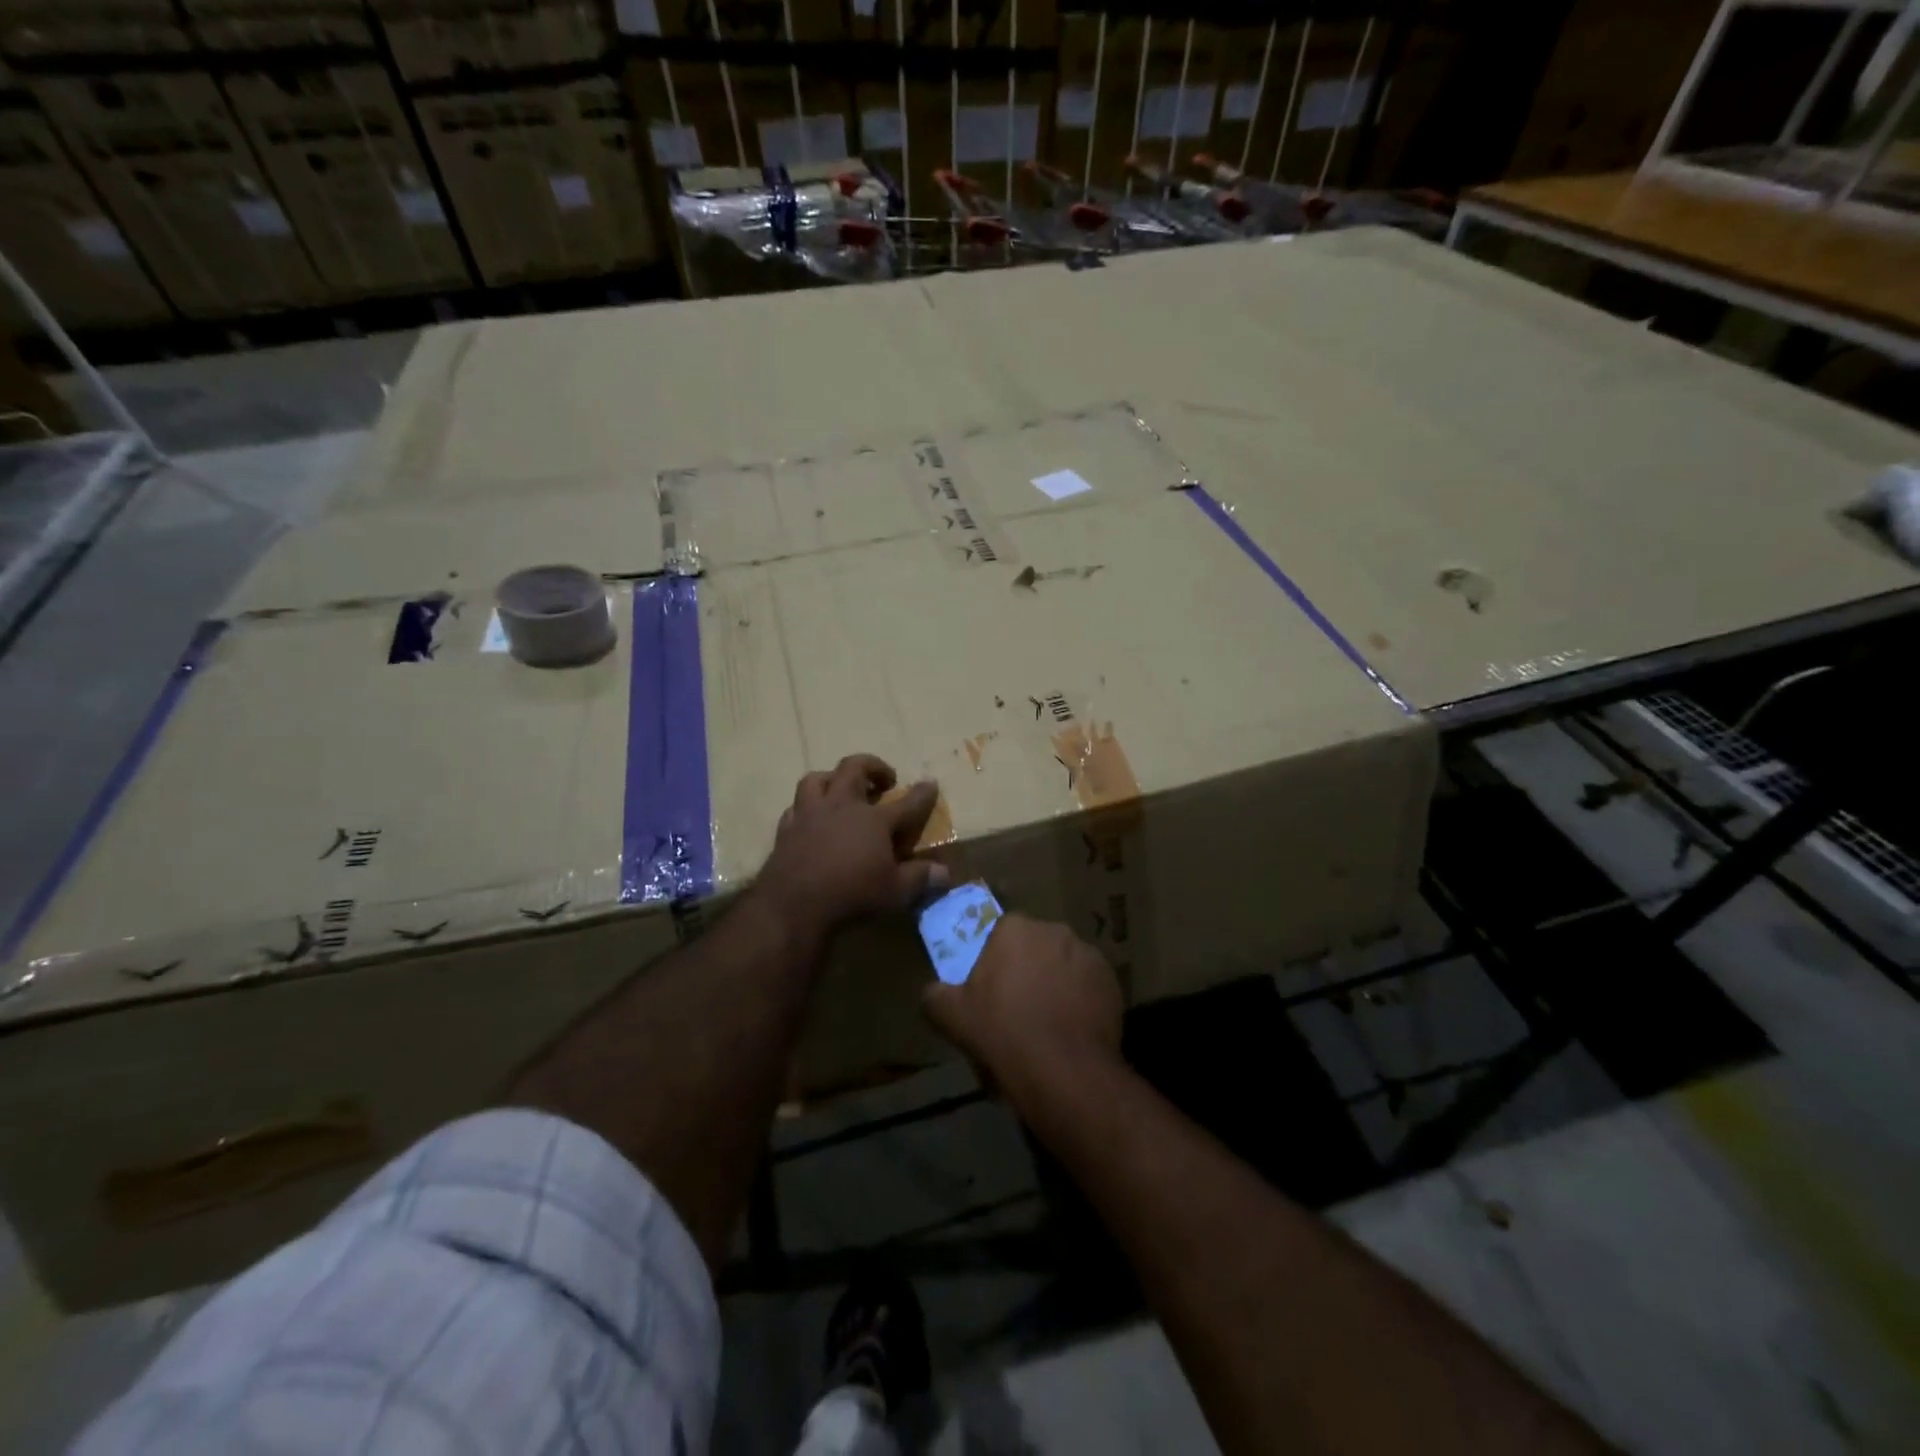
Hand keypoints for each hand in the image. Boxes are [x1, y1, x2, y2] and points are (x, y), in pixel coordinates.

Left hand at [758, 754, 947, 939]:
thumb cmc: (852, 895)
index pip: (906, 803)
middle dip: (873, 766)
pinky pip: (795, 808)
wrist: (794, 906)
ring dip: (832, 779)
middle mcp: (842, 807)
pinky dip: (806, 809)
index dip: (922, 794)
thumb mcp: (895, 891)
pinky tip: (811, 819)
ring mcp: (810, 815)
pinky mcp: (787, 829)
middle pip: (855, 768)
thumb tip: (945, 873)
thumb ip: (920, 878)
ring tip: (840, 788)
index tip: (931, 783)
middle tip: (883, 779)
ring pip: (817, 779)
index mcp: (874, 820)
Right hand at [923, 913, 1123, 1102]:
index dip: (995, 960)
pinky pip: (1089, 985)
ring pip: (1064, 963)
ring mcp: (1087, 953)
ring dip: (1056, 982)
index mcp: (1015, 929)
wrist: (1063, 1070)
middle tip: (1018, 1006)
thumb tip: (932, 991)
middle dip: (1028, 967)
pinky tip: (1072, 1029)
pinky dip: (1081, 999)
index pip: (1001, 932)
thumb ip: (935, 996)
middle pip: (1035, 945)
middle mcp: (1054, 930)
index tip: (991, 988)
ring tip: (1049, 1021)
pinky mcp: (1111, 980)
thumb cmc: (1002, 1033)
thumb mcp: (952, 1017)